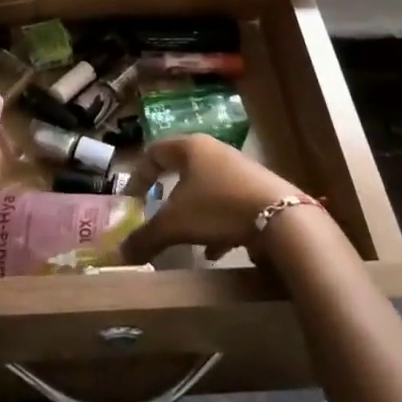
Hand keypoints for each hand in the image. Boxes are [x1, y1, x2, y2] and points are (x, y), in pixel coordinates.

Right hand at [121, 135, 302, 263]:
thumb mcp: (175, 224)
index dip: (138, 176)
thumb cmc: (218, 208)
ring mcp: (239, 169)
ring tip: (186, 238)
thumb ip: (146, 237)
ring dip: (192, 213)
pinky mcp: (257, 188)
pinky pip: (227, 203)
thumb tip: (120, 254)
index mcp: (190, 147)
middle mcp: (214, 150)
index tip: (131, 201)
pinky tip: (216, 250)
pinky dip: (216, 223)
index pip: (154, 152)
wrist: (281, 217)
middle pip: (181, 169)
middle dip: (167, 196)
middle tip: (156, 214)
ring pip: (205, 189)